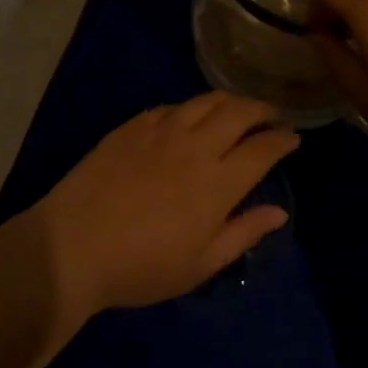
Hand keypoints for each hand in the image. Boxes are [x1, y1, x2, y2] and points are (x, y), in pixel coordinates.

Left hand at [31, 93, 297, 324]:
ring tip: (237, 108)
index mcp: (217, 182)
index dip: (282, 140)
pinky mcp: (133, 125)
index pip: (261, 149)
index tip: (293, 138)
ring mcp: (161, 130)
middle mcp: (194, 146)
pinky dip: (191, 107)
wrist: (74, 243)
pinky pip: (172, 106)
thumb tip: (279, 212)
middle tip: (271, 116)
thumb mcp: (200, 264)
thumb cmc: (142, 266)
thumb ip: (243, 233)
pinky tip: (191, 116)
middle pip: (238, 112)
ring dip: (229, 100)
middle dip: (262, 109)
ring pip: (205, 101)